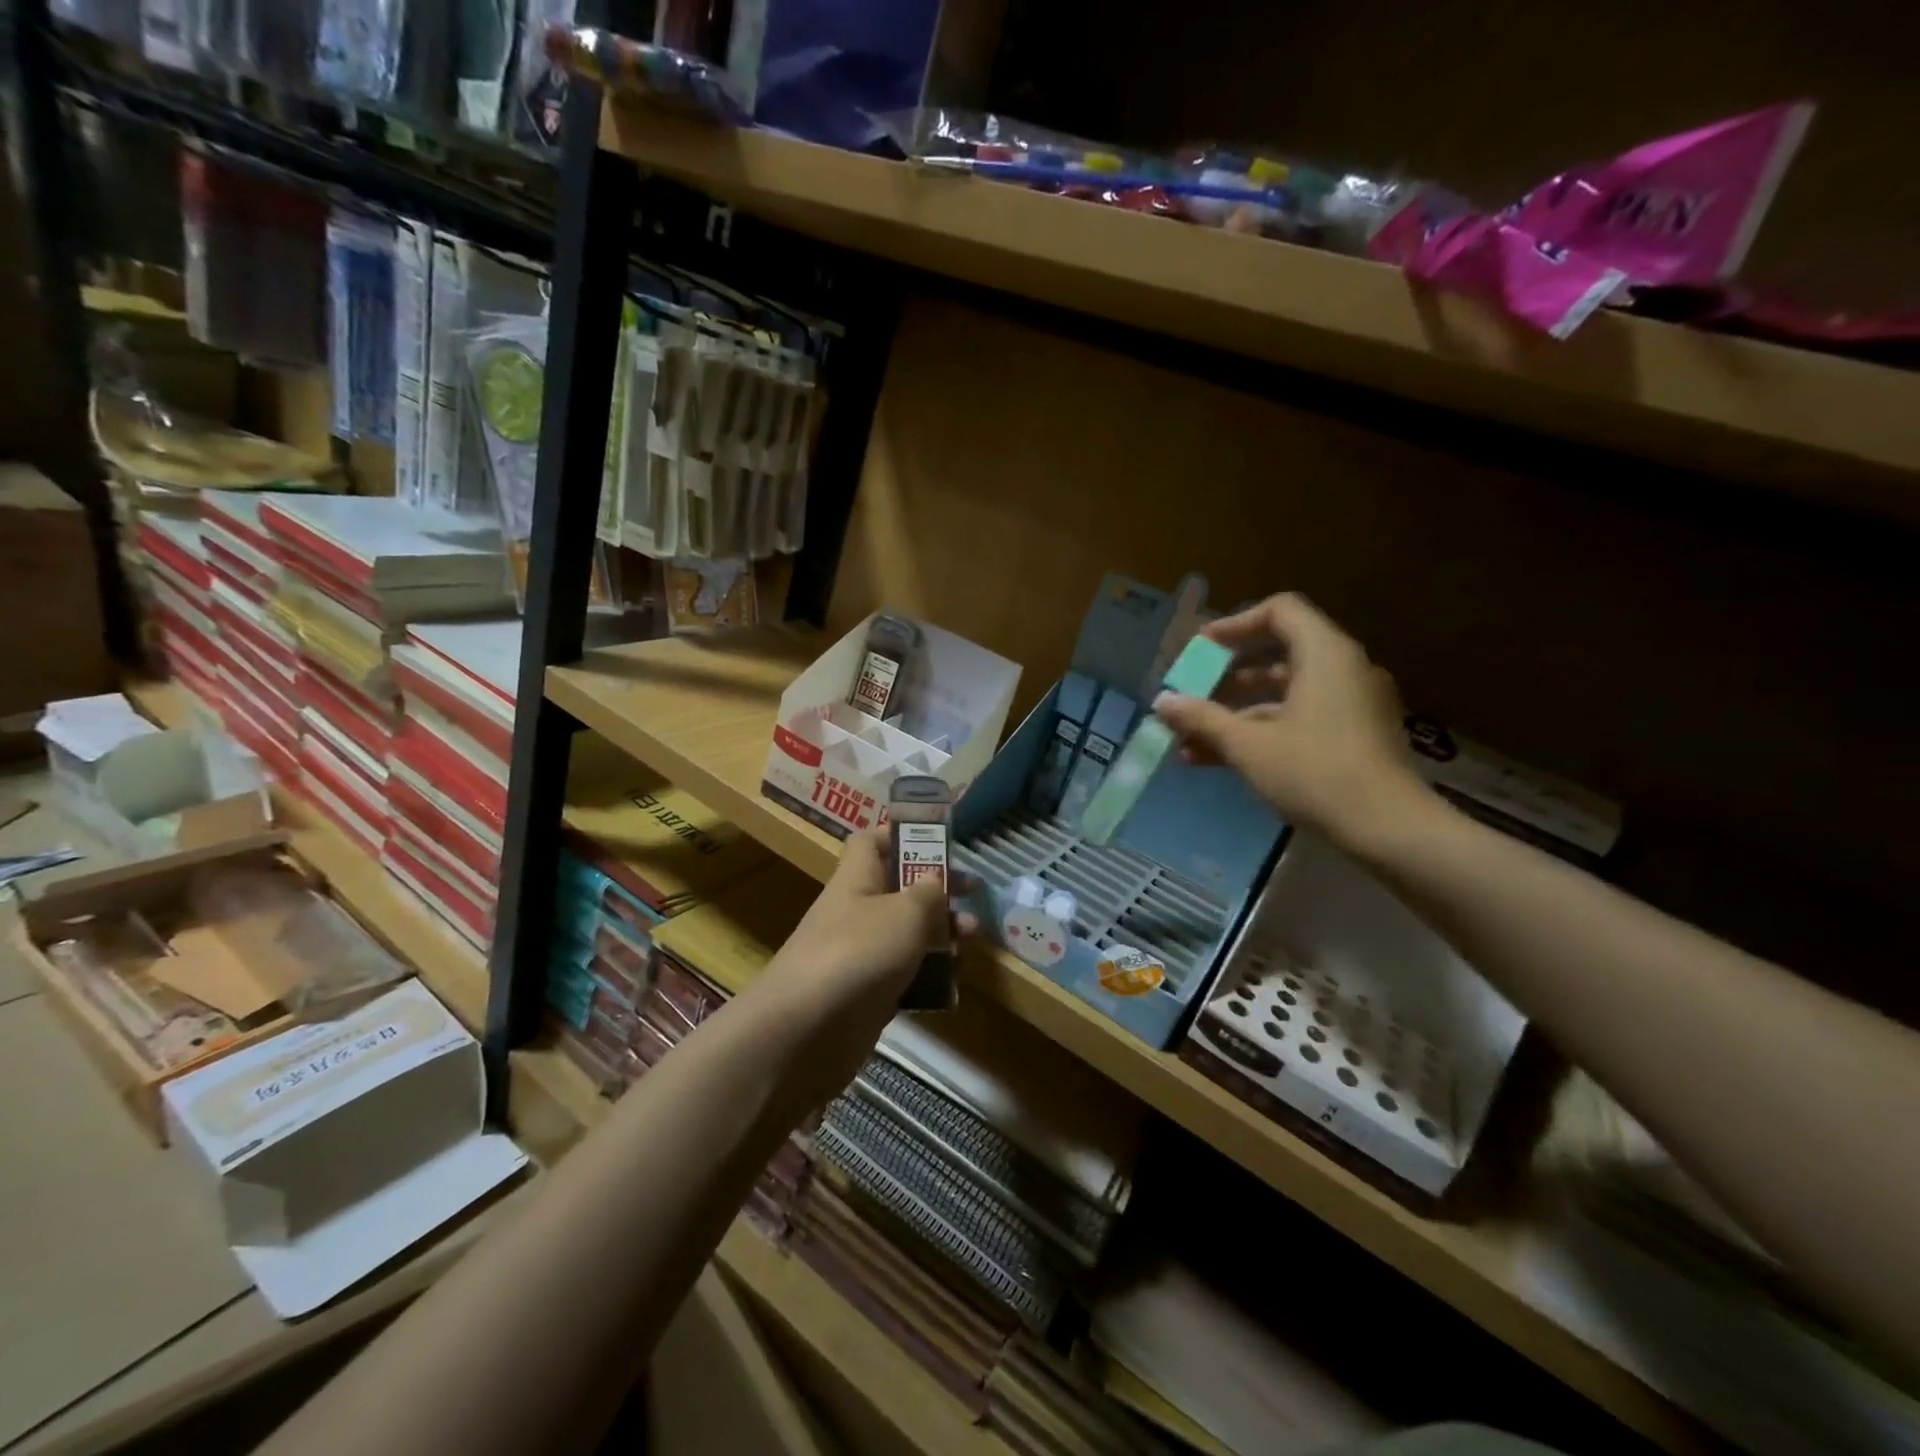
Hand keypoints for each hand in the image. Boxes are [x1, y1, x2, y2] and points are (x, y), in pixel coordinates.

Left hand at [758, 830, 975, 1105]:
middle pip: (897, 888)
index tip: (937, 843)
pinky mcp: (867, 994)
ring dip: (939, 932)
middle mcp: (856, 912)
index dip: (901, 836)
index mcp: (856, 879)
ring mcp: (860, 955)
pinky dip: (928, 973)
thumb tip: (934, 879)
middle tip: (973, 894)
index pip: (870, 842)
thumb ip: (927, 892)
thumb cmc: (859, 952)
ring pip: (904, 933)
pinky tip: (954, 977)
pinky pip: (903, 973)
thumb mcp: (905, 912)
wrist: (807, 1031)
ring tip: (973, 937)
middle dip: (937, 889)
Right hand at [1154, 592, 1430, 850]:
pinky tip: (1221, 760)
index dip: (1236, 624)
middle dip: (1227, 677)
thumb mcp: (1248, 745)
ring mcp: (1352, 704)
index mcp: (1325, 655)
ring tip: (1192, 740)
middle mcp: (1344, 669)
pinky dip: (1263, 730)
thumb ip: (1202, 719)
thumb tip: (1161, 702)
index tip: (1202, 650)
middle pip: (1278, 654)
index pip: (1280, 611)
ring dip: (1237, 712)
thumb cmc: (1315, 773)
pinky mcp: (1354, 736)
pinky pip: (1300, 717)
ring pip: (1285, 693)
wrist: (1389, 829)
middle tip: (1192, 694)